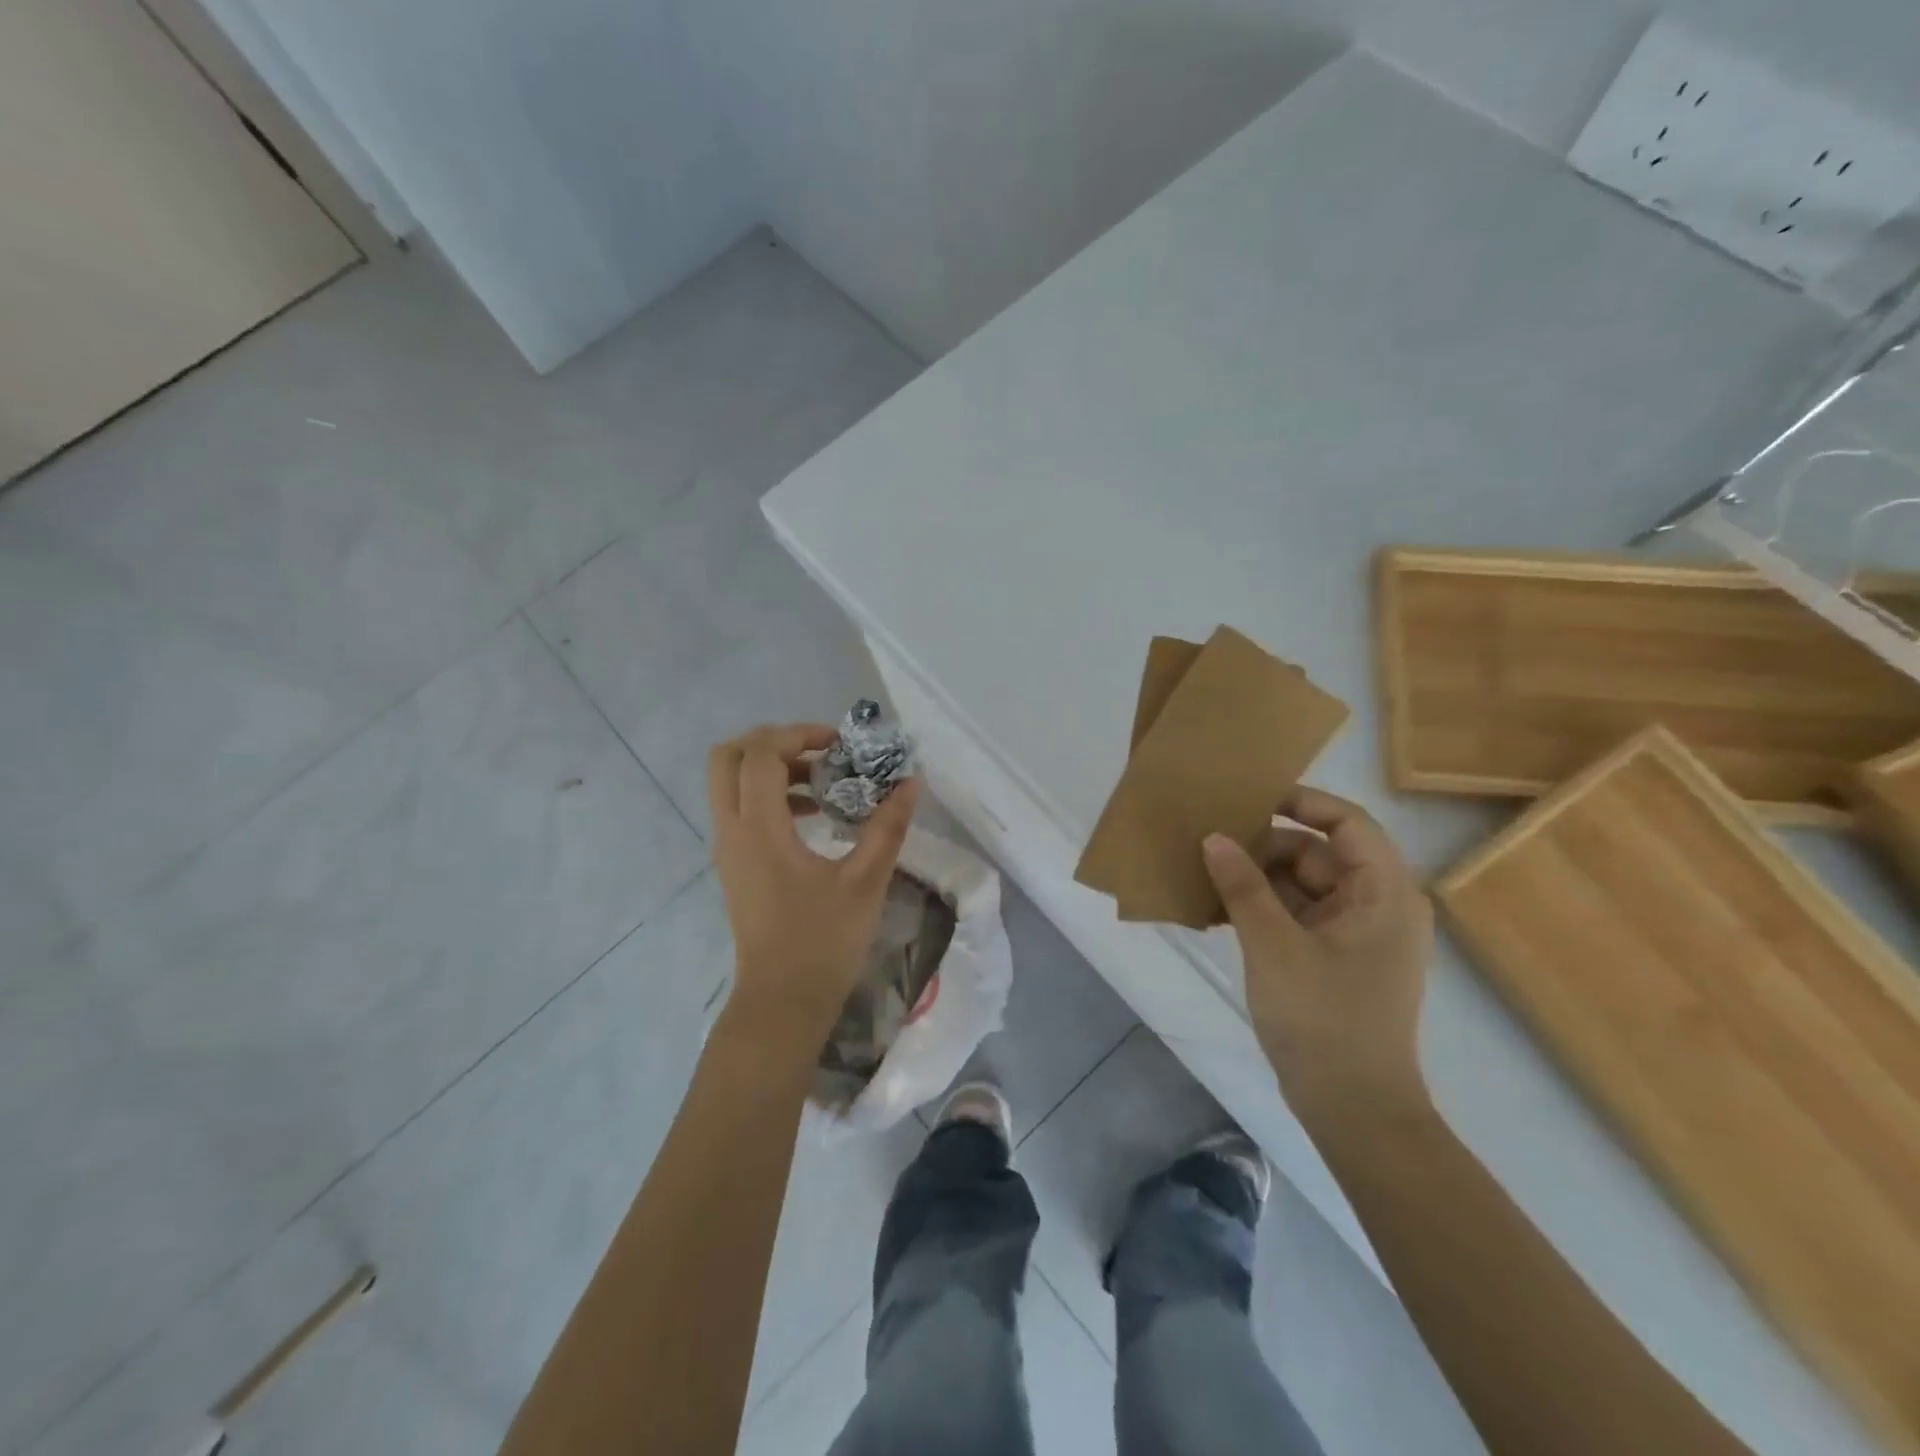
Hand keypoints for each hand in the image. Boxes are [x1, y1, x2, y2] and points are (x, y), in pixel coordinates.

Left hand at [708, 723, 918, 1046]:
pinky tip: (814, 815)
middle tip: (817, 751)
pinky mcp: (735, 866)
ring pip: (730, 784)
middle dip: (771, 742)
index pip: (761, 754)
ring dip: (771, 769)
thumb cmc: (823, 942)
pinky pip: (740, 810)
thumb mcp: (865, 881)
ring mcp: (728, 849)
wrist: (782, 1003)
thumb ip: (888, 826)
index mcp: (759, 829)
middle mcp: (732, 831)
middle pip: (727, 757)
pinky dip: (769, 796)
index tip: (839, 744)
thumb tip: (910, 783)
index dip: (799, 735)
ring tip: (824, 781)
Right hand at [1201, 786, 1432, 1114]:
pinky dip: (1263, 909)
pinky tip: (1218, 911)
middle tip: (1211, 844)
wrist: (1353, 1108)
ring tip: (1205, 875)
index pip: (1347, 822)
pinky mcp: (1336, 958)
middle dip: (1265, 847)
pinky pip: (1297, 916)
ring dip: (1257, 880)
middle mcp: (1377, 905)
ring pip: (1302, 885)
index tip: (1249, 799)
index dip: (1301, 802)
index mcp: (1383, 892)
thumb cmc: (1323, 1018)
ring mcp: (1357, 934)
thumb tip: (1214, 837)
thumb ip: (1242, 886)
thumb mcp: (1273, 945)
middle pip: (1318, 853)